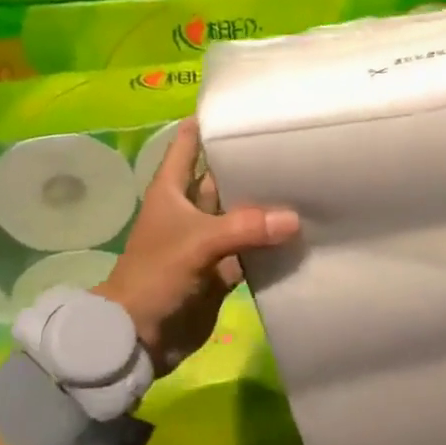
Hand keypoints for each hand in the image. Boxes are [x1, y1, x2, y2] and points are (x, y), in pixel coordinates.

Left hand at [95, 119, 298, 372]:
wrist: (139, 338)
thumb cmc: (156, 276)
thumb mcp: (197, 244)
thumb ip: (245, 228)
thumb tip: (294, 219)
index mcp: (172, 190)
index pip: (188, 143)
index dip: (209, 122)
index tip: (242, 106)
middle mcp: (191, 208)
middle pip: (222, 176)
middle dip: (249, 162)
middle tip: (292, 142)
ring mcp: (208, 238)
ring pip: (241, 212)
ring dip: (265, 203)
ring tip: (306, 179)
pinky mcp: (222, 267)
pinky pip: (251, 248)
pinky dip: (271, 242)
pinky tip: (301, 229)